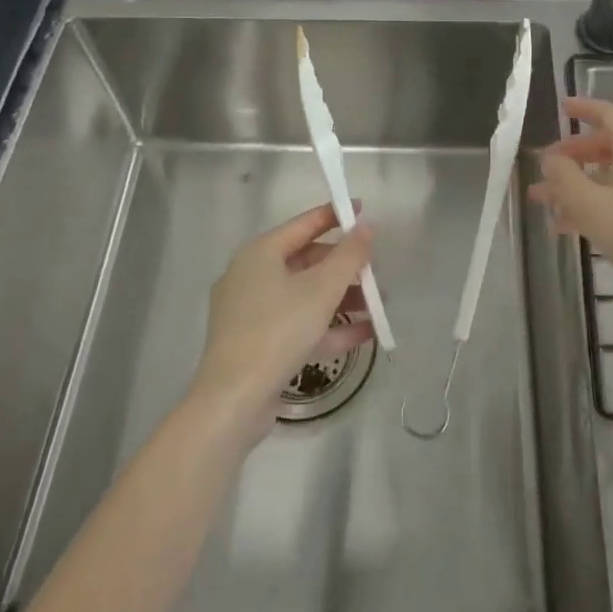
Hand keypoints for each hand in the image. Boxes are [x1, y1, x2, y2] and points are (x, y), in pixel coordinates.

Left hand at [190, 204, 374, 434]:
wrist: (233, 401)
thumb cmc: (278, 331)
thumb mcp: (322, 289)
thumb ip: (349, 255)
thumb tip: (366, 226)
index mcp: (260, 253)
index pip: (304, 224)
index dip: (335, 215)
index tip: (363, 210)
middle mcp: (251, 276)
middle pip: (306, 261)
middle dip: (345, 267)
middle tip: (376, 272)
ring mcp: (252, 312)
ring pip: (305, 295)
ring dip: (342, 298)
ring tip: (379, 306)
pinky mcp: (257, 343)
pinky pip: (298, 324)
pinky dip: (328, 326)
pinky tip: (364, 334)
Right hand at [531, 95, 612, 303]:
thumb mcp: (590, 204)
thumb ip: (563, 177)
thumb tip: (550, 159)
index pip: (609, 114)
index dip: (583, 109)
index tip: (560, 109)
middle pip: (609, 147)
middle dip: (573, 158)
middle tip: (545, 172)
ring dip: (581, 188)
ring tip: (548, 208)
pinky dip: (600, 206)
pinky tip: (577, 230)